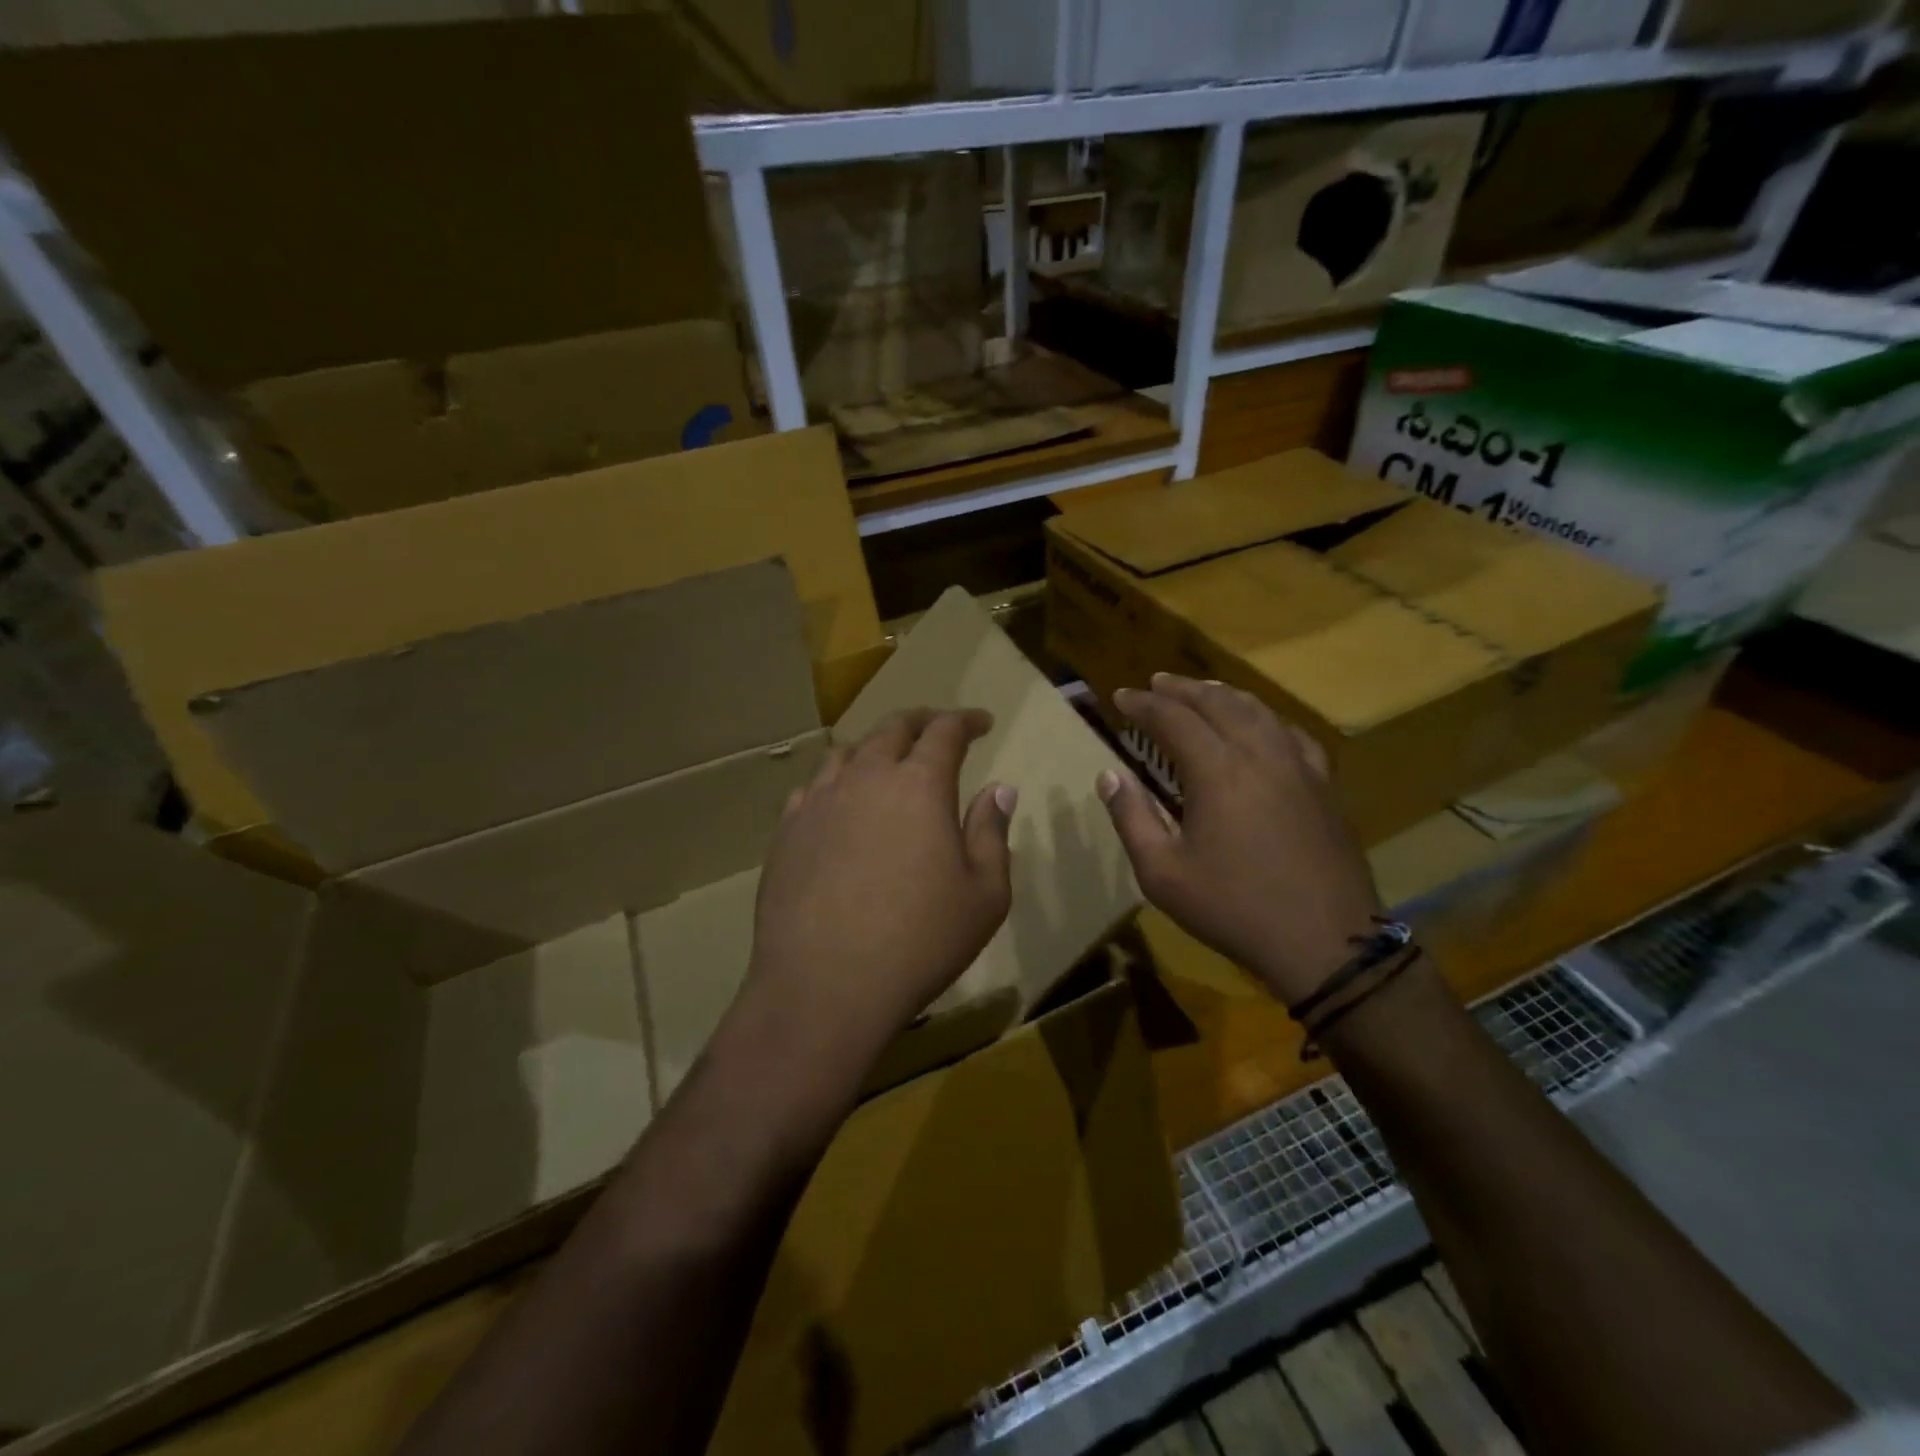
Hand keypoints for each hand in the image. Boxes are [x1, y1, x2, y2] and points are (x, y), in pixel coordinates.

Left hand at [743, 709, 1015, 1070]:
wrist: (825, 987)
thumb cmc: (920, 942)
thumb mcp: (984, 895)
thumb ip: (992, 833)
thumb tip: (998, 789)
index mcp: (919, 785)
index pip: (945, 732)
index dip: (966, 721)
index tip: (982, 723)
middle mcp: (866, 778)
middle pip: (892, 728)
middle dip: (921, 721)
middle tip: (938, 729)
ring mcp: (819, 802)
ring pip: (846, 752)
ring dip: (874, 747)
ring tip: (887, 761)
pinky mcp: (786, 832)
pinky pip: (812, 788)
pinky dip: (835, 781)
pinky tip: (840, 803)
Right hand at [1097, 674, 1381, 1005]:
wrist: (1325, 942)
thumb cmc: (1234, 908)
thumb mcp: (1163, 874)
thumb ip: (1132, 818)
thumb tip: (1109, 775)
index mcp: (1217, 771)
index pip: (1173, 718)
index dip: (1144, 704)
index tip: (1121, 697)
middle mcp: (1259, 754)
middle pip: (1217, 702)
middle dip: (1182, 689)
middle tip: (1156, 683)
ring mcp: (1298, 767)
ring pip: (1257, 711)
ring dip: (1223, 694)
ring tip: (1201, 689)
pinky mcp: (1323, 785)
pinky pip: (1292, 733)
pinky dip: (1266, 718)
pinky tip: (1261, 724)